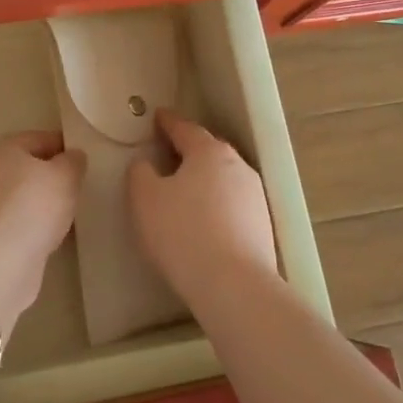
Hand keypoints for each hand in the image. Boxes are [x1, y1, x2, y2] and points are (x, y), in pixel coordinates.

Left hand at [0, 131, 83, 331]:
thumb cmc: (32, 208)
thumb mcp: (64, 176)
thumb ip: (73, 162)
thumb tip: (73, 157)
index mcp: (3, 148)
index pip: (41, 138)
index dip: (67, 146)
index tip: (90, 160)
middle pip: (30, 167)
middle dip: (56, 176)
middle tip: (84, 187)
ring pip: (26, 196)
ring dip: (47, 204)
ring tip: (74, 213)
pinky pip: (21, 222)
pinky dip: (37, 226)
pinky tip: (56, 235)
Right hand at [129, 109, 279, 302]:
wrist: (234, 285)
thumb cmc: (182, 233)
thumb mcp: (145, 199)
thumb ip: (140, 173)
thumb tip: (146, 164)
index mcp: (209, 152)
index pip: (185, 128)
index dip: (168, 122)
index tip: (157, 117)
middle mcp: (237, 166)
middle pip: (208, 150)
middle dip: (188, 149)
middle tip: (167, 152)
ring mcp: (255, 196)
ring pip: (223, 178)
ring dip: (203, 179)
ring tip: (183, 190)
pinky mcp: (262, 225)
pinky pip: (232, 204)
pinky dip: (215, 204)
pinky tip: (203, 220)